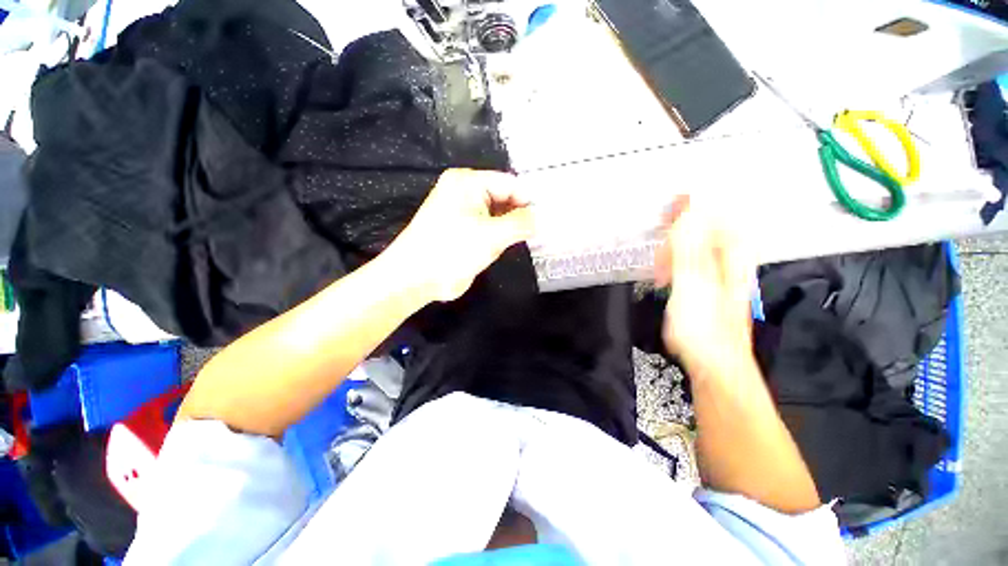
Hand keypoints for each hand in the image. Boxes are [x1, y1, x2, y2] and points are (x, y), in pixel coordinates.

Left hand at [384, 169, 535, 302]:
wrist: (416, 278)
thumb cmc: (451, 250)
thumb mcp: (491, 235)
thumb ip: (520, 223)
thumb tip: (541, 217)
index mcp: (469, 183)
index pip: (510, 184)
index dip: (530, 200)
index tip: (549, 217)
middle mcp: (467, 193)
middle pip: (505, 198)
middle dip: (522, 214)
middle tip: (545, 229)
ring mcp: (465, 213)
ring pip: (499, 215)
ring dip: (513, 226)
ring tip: (535, 237)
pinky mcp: (465, 232)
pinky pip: (491, 228)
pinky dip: (503, 236)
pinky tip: (516, 243)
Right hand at [655, 196, 754, 378]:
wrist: (714, 363)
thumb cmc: (703, 327)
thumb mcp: (692, 285)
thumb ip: (689, 248)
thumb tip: (687, 211)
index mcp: (732, 256)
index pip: (718, 215)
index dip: (696, 203)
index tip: (672, 198)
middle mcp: (730, 260)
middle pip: (709, 227)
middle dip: (684, 221)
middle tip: (661, 224)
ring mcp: (719, 274)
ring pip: (699, 244)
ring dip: (677, 241)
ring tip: (659, 255)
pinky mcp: (707, 287)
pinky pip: (692, 260)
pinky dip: (676, 257)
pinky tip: (664, 269)